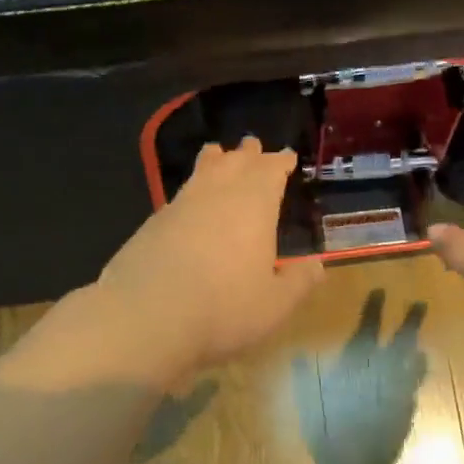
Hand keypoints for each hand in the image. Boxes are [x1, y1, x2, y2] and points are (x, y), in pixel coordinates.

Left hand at [92, 138, 324, 378]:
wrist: (145, 316)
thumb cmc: (223, 308)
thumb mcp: (274, 305)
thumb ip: (298, 283)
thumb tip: (317, 266)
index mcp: (254, 204)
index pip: (270, 171)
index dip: (280, 162)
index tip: (286, 157)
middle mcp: (217, 194)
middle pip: (235, 162)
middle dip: (248, 154)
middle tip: (253, 146)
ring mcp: (180, 205)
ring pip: (202, 171)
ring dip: (215, 161)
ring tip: (218, 154)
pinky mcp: (152, 223)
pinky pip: (180, 195)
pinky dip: (192, 189)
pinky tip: (190, 202)